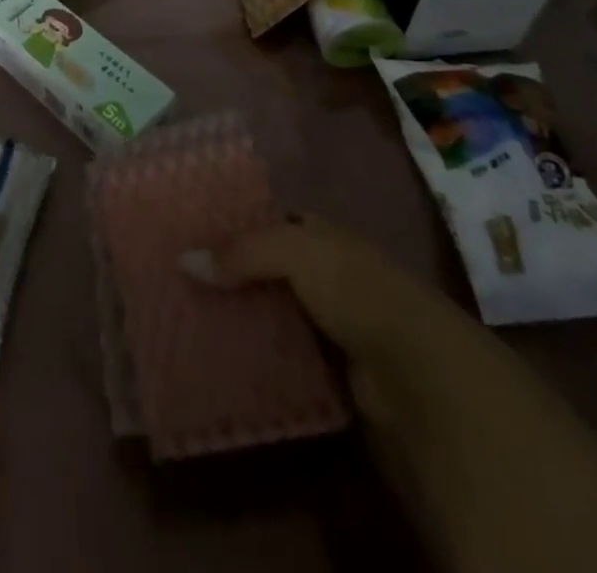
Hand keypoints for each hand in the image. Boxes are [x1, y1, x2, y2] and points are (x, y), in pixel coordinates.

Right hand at [182, 213, 458, 357]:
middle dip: (226, 275)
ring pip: (268, 315)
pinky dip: (253, 360)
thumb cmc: (358, 291)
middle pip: (263, 269)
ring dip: (236, 319)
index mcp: (320, 234)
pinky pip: (279, 359)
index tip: (187, 232)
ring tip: (183, 320)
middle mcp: (323, 273)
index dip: (231, 223)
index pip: (267, 220)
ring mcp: (326, 324)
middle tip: (176, 280)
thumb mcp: (296, 251)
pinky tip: (217, 359)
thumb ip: (242, 251)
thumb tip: (183, 260)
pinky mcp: (327, 372)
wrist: (420, 376)